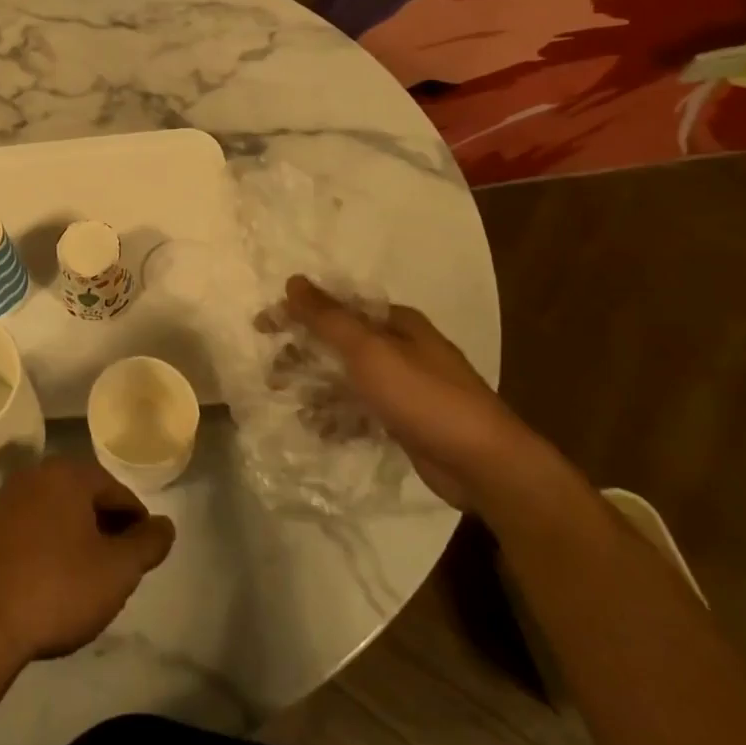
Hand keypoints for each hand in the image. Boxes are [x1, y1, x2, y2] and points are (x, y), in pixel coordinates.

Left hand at [0, 457, 174, 666]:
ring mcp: (4, 501)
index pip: (116, 491)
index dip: (137, 523)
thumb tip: (165, 525)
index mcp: (66, 474)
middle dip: (105, 527)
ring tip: (88, 576)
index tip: (143, 555)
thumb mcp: (118, 570)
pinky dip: (47, 545)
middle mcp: (33, 476)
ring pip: (55, 512)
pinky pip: (29, 529)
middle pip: (84, 497)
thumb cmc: (59, 589)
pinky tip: (51, 580)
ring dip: (76, 536)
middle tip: (119, 566)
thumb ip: (148, 543)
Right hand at [280, 275, 549, 511]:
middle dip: (304, 354)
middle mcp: (401, 348)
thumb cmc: (423, 396)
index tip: (262, 326)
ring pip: (347, 378)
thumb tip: (294, 280)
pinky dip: (339, 416)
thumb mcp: (369, 351)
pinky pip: (361, 410)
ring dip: (317, 388)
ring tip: (292, 403)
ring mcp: (405, 386)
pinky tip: (320, 429)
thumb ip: (328, 317)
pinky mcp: (406, 420)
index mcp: (396, 322)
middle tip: (273, 373)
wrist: (484, 464)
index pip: (336, 305)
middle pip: (339, 341)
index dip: (297, 312)